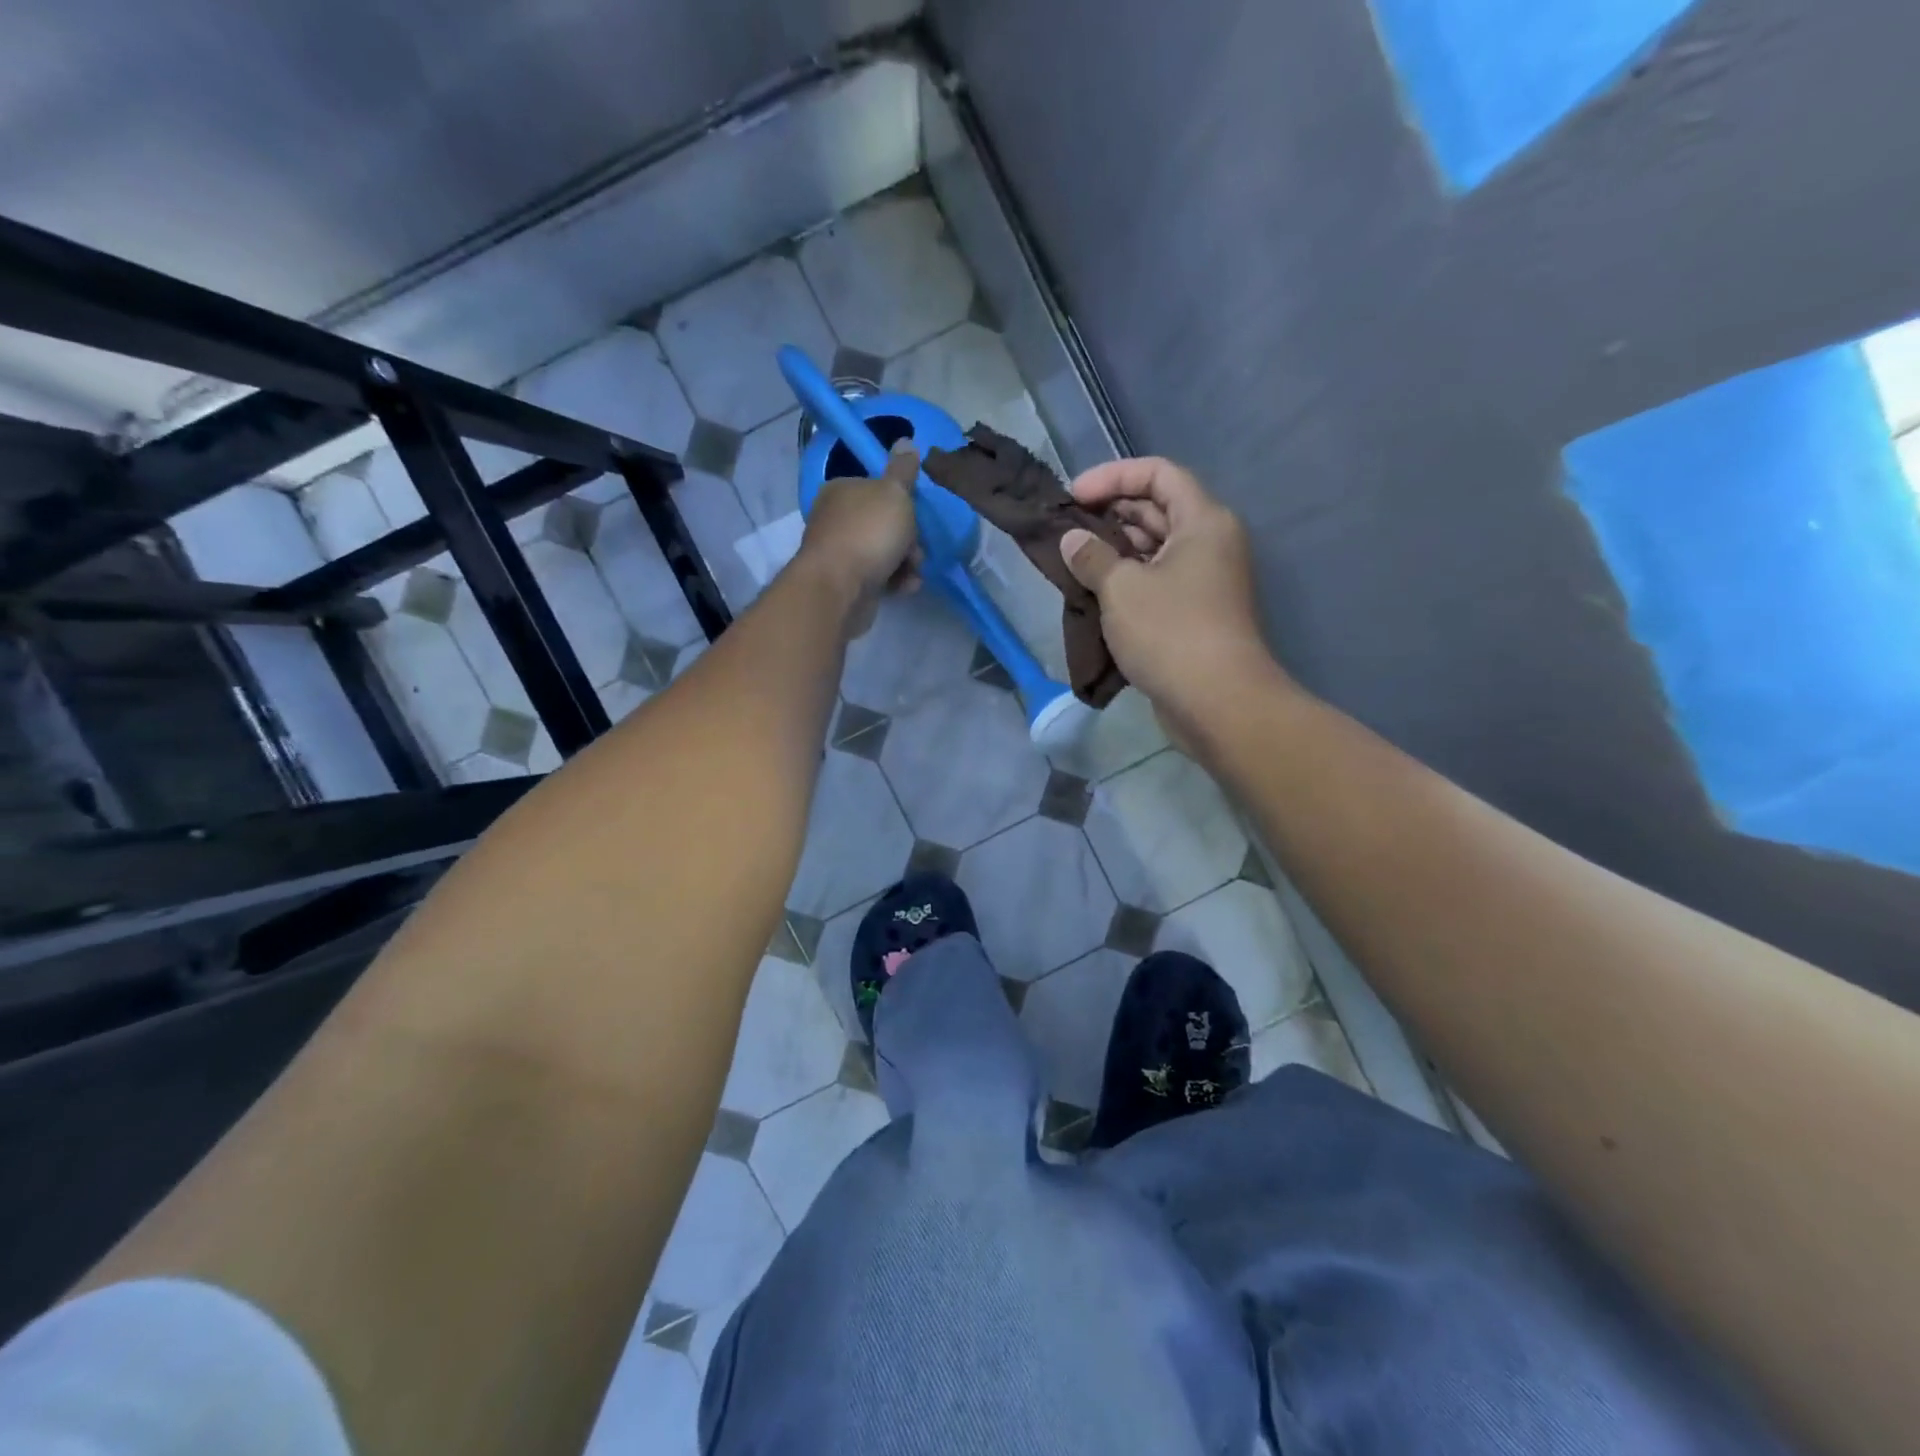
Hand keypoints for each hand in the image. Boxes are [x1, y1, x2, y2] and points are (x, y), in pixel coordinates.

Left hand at [797, 441, 921, 636]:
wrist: (840, 587)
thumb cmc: (869, 532)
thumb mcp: (894, 493)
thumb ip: (903, 470)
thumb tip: (906, 441)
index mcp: (841, 490)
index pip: (877, 490)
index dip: (902, 503)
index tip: (915, 516)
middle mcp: (835, 518)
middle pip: (884, 523)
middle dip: (908, 538)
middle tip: (916, 550)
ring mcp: (839, 552)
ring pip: (884, 552)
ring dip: (906, 562)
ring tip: (913, 572)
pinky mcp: (845, 582)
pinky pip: (878, 577)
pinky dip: (895, 581)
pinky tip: (905, 587)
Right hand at [1060, 457, 1285, 746]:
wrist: (1217, 702)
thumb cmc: (1171, 632)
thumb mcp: (1122, 588)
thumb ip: (1092, 556)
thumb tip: (1072, 540)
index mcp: (1202, 521)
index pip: (1158, 473)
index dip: (1113, 476)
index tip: (1074, 496)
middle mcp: (1209, 543)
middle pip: (1157, 509)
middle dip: (1110, 514)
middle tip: (1066, 528)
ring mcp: (1204, 581)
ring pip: (1154, 549)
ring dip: (1114, 550)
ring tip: (1073, 560)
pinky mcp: (1193, 614)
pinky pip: (1156, 582)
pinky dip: (1126, 580)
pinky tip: (1092, 592)